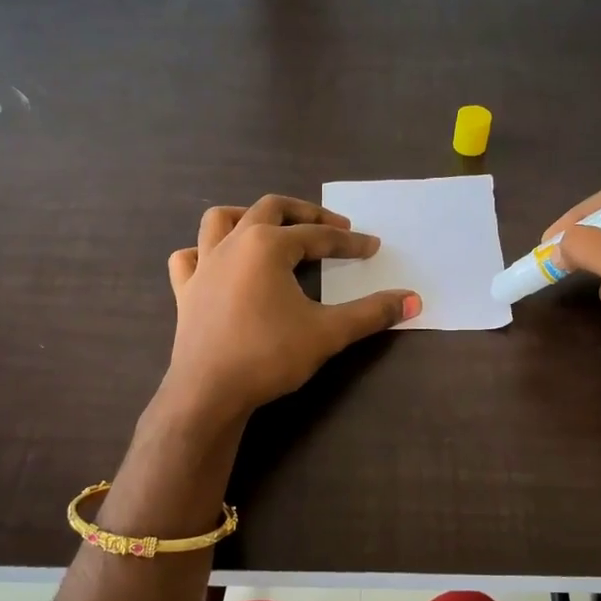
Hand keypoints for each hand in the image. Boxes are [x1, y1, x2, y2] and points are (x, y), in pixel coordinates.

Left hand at [162, 195, 419, 425]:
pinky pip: (189, 257)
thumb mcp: (328, 333)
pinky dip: (204, 252)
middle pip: (271, 209)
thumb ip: (372, 313)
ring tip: (272, 229)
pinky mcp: (185, 290)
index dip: (350, 242)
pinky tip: (217, 263)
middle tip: (333, 228)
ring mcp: (203, 265)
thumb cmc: (269, 356)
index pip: (318, 236)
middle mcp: (233, 243)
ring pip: (221, 220)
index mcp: (267, 245)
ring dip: (249, 216)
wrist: (209, 392)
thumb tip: (414, 300)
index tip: (373, 247)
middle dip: (306, 214)